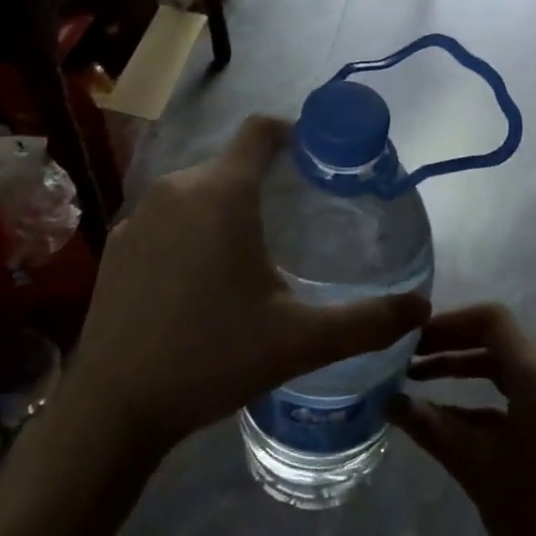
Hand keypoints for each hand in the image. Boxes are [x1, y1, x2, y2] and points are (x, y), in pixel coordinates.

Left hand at [64, 116, 430, 451]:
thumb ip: (367, 321)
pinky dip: (190, 233)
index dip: (293, 132)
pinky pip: (167, 219)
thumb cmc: (212, 357)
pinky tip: (199, 282)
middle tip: (297, 223)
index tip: (318, 158)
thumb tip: (422, 307)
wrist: (113, 405)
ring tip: (253, 256)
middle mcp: (177, 189)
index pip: (261, 130)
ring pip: (197, 193)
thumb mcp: (300, 341)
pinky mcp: (116, 244)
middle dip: (266, 183)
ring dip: (227, 210)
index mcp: (222, 193)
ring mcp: (139, 215)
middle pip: (232, 165)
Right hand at [389, 305, 535, 535]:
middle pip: (497, 338)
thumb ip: (432, 428)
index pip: (491, 320)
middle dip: (449, 342)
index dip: (448, 321)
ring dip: (463, 367)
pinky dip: (482, 395)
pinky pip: (517, 392)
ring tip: (418, 378)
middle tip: (405, 355)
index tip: (410, 337)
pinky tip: (449, 415)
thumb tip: (388, 401)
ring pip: (505, 365)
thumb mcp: (478, 468)